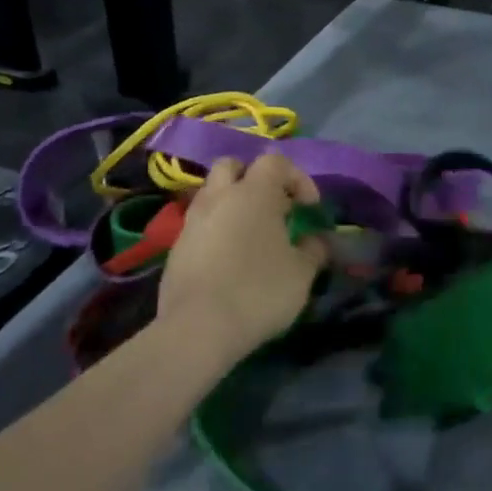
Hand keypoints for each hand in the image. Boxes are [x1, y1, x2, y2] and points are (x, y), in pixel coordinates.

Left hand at [157, 154, 328, 362]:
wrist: (198, 329)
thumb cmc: (259, 291)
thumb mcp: (302, 273)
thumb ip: (313, 250)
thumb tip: (315, 240)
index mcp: (254, 193)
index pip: (276, 161)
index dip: (297, 178)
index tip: (309, 208)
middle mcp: (219, 197)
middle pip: (232, 166)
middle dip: (253, 178)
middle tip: (272, 207)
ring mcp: (192, 222)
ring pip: (212, 194)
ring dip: (232, 204)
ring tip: (250, 234)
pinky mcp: (176, 248)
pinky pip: (199, 225)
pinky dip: (216, 230)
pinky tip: (229, 259)